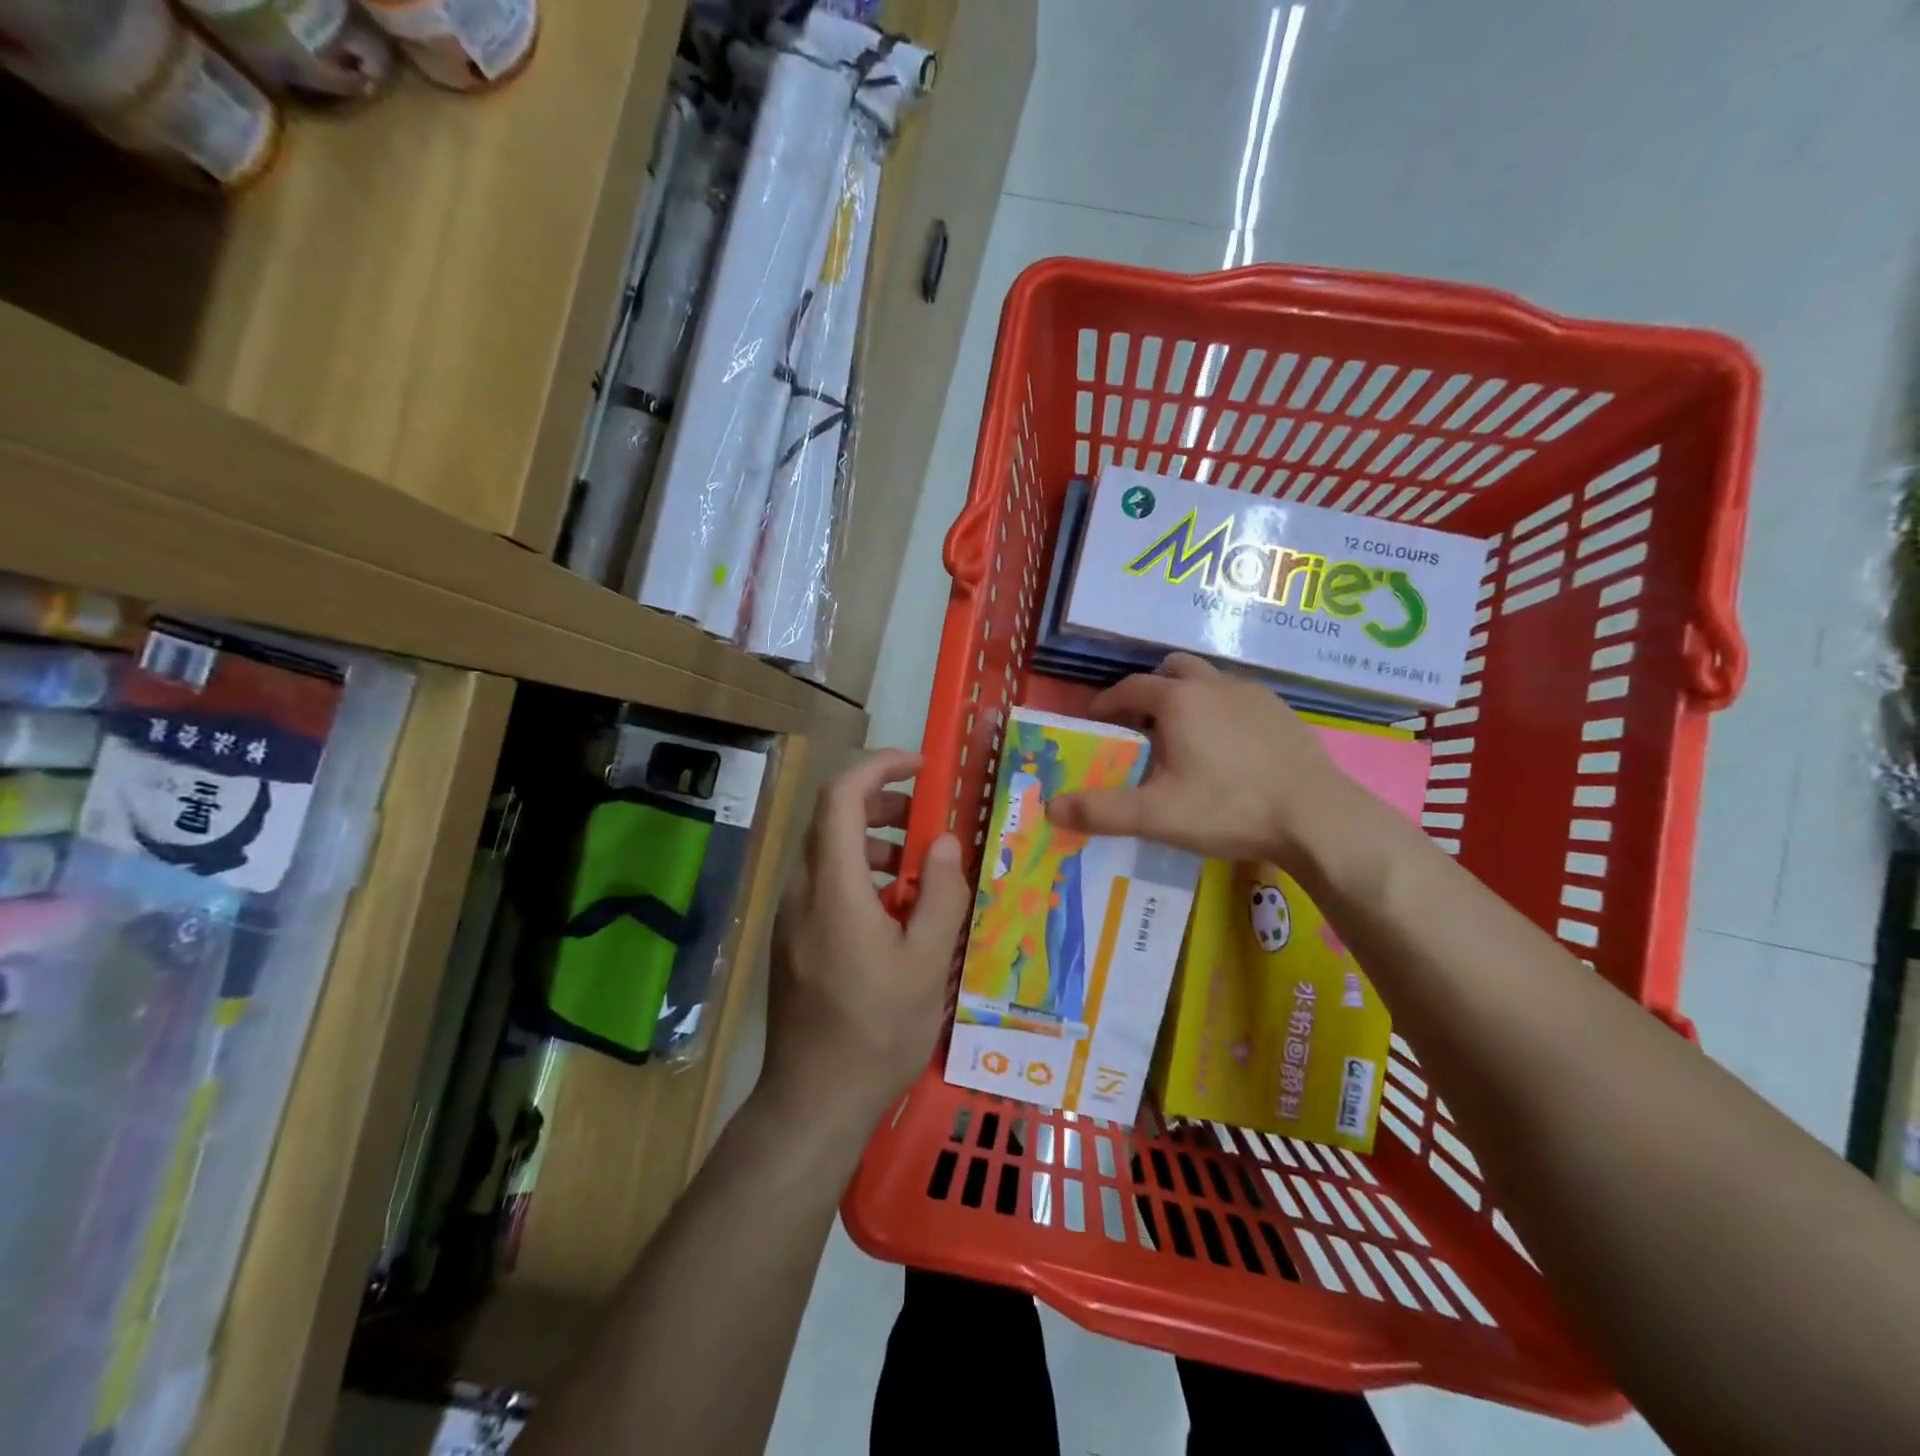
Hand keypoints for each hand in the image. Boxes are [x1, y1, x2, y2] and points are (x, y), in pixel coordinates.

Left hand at [761, 750, 970, 1128]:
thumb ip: (941, 894)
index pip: (841, 796)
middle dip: (883, 807)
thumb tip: (944, 842)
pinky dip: (862, 877)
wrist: (813, 1100)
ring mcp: (791, 916)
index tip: (921, 767)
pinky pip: (825, 886)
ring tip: (921, 877)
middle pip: (833, 819)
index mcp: (833, 887)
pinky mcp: (792, 939)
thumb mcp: (927, 962)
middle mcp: (802, 890)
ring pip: (830, 854)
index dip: (879, 768)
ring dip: (876, 846)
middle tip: (928, 823)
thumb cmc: (877, 1030)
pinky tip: (894, 917)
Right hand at [1047, 654, 1368, 871]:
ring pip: (1209, 682)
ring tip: (1184, 738)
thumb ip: (1101, 810)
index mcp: (1178, 701)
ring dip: (1188, 698)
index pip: (1129, 687)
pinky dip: (1222, 712)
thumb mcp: (1156, 815)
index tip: (1096, 721)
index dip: (1107, 703)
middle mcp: (1214, 685)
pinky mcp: (1283, 712)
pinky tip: (1228, 750)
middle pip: (1172, 670)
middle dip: (1150, 690)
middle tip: (1142, 726)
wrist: (1317, 817)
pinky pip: (1239, 699)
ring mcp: (1254, 695)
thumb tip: (1051, 807)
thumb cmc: (1228, 808)